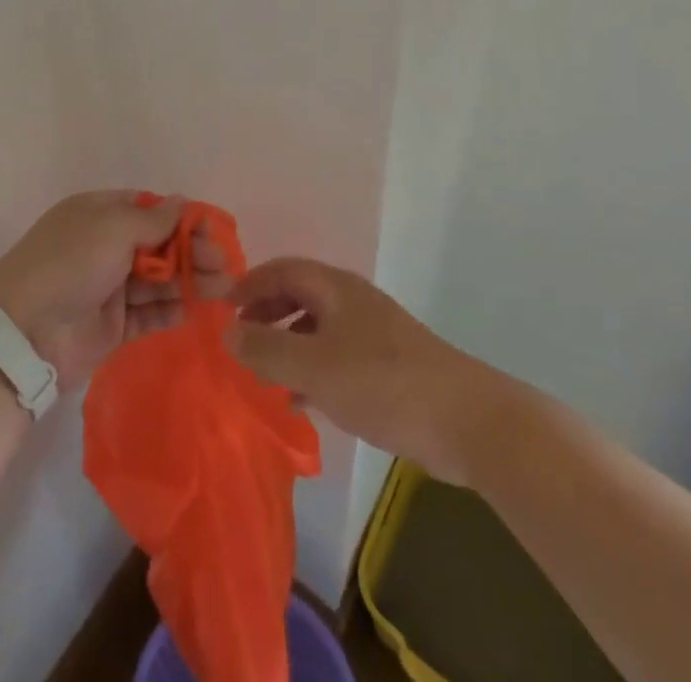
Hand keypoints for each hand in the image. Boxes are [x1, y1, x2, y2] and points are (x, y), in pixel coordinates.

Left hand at [0, 191, 229, 389]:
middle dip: (192, 252)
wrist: (25, 332)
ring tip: (223, 289)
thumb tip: (184, 202)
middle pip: (159, 245)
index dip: (182, 219)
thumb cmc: (70, 263)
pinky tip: (196, 309)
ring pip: (159, 280)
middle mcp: (106, 246)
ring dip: (190, 281)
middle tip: (223, 266)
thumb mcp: (112, 228)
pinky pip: (150, 313)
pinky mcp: (114, 326)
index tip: (211, 231)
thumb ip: (154, 219)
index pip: (150, 209)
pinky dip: (172, 310)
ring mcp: (110, 287)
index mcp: (99, 214)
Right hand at [224, 257, 489, 482]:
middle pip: (300, 294)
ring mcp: (374, 332)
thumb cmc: (383, 383)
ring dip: (287, 342)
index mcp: (336, 288)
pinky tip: (302, 400)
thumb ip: (266, 348)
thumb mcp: (314, 367)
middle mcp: (353, 300)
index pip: (282, 270)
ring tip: (263, 371)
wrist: (468, 421)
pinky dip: (312, 368)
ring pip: (318, 326)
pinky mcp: (388, 365)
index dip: (250, 284)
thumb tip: (226, 329)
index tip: (222, 308)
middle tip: (239, 337)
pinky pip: (336, 355)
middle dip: (266, 311)